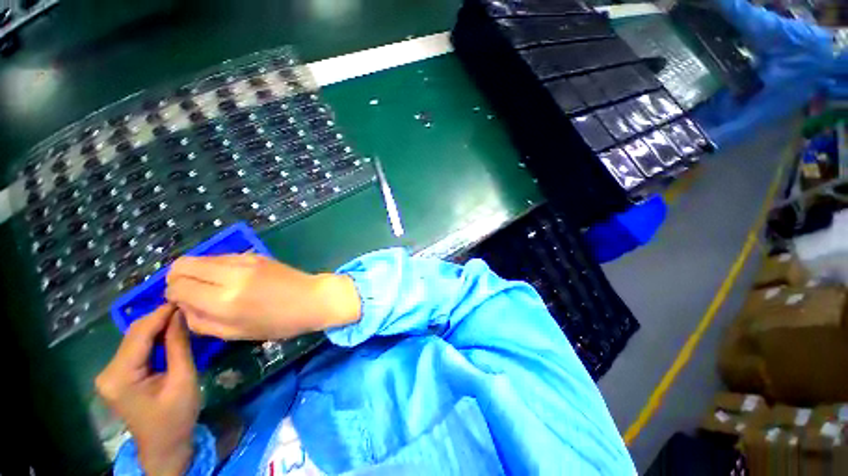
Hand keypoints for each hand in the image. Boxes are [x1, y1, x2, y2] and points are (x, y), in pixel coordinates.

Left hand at [96, 305, 198, 475]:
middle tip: (186, 306)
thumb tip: (181, 314)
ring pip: (134, 340)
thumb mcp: (183, 380)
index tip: (184, 298)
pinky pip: (135, 349)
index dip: (161, 314)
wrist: (164, 446)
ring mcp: (110, 375)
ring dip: (157, 327)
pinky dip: (153, 339)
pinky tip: (169, 334)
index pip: (139, 334)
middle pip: (133, 335)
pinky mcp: (117, 376)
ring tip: (181, 316)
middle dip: (159, 319)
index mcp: (120, 377)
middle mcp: (108, 372)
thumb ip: (178, 346)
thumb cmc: (176, 417)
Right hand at [165, 254, 360, 339]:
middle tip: (189, 293)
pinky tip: (228, 279)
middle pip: (182, 265)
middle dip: (177, 278)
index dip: (172, 295)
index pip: (177, 287)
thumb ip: (201, 322)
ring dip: (197, 271)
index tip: (181, 303)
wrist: (312, 298)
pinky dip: (215, 266)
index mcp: (224, 301)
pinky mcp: (255, 255)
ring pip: (201, 257)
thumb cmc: (279, 322)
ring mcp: (245, 261)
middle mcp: (231, 275)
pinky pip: (222, 256)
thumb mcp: (237, 333)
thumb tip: (181, 306)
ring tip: (210, 286)